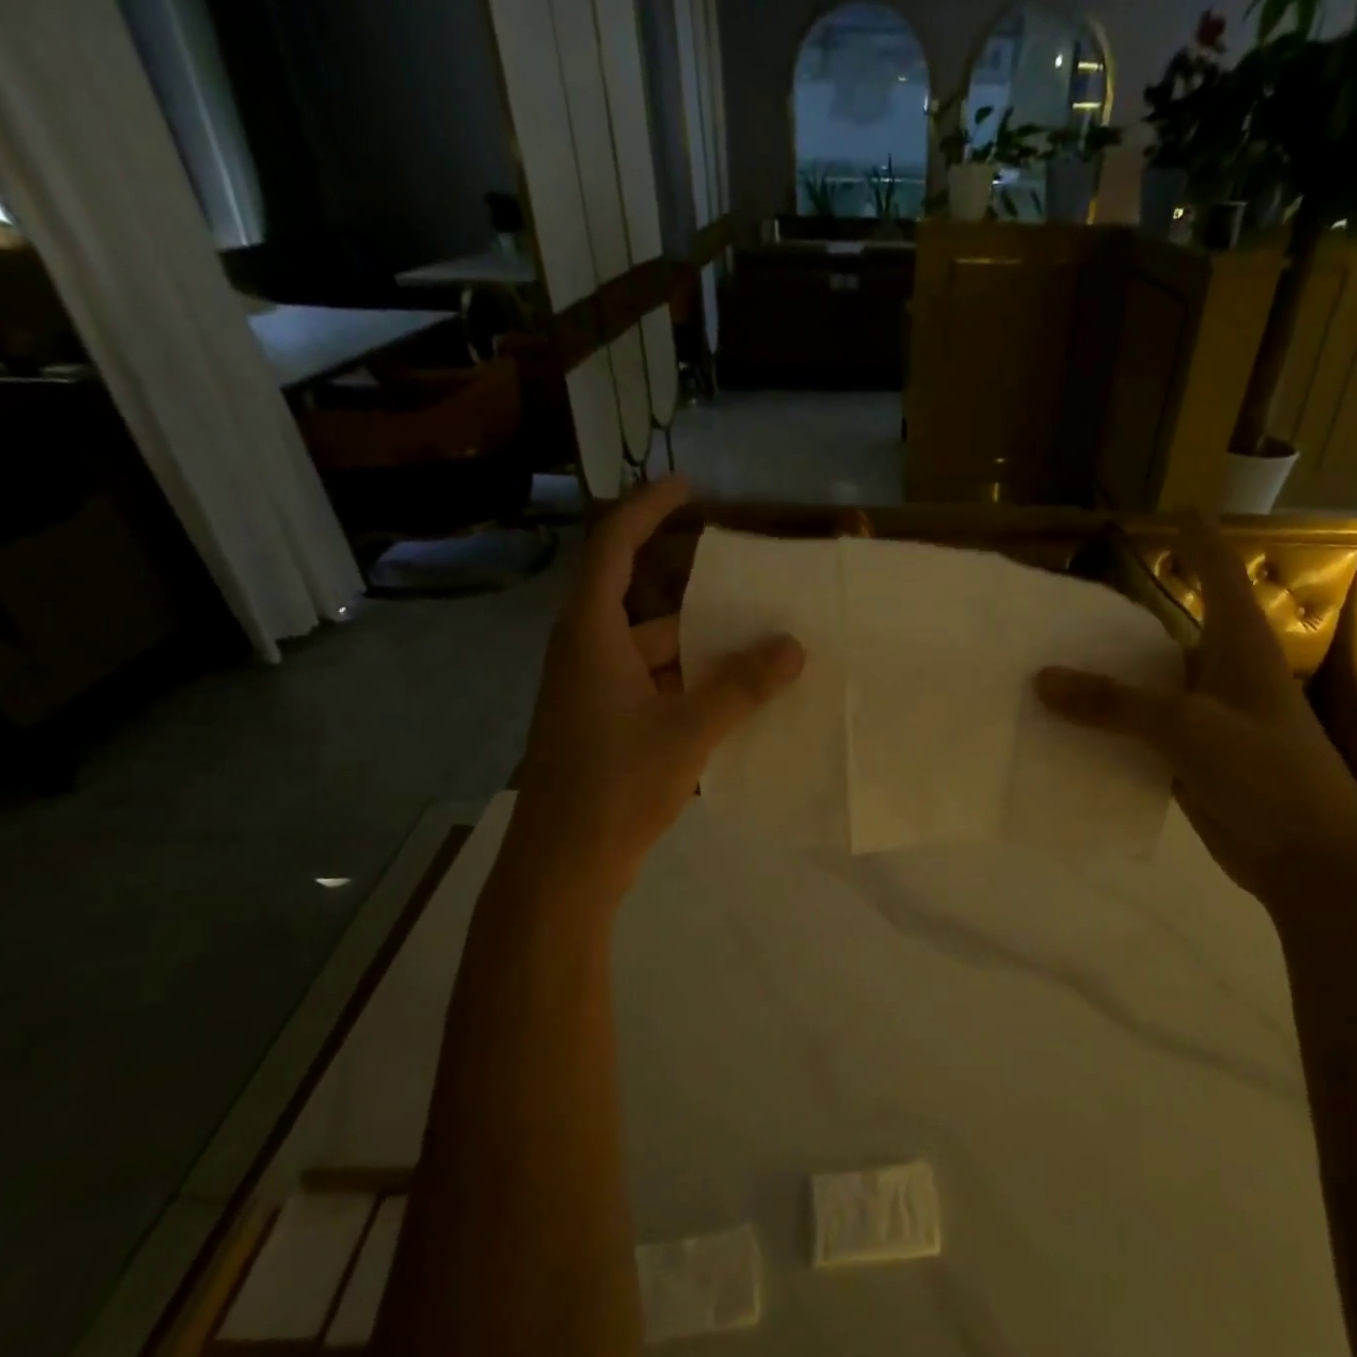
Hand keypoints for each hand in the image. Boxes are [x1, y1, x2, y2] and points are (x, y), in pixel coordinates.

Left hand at [515, 479, 804, 904]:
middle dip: (696, 591)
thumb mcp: (687, 731)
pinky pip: (656, 686)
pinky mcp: (607, 726)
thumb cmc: (615, 786)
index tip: (689, 489)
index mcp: (591, 635)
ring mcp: (595, 693)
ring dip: (702, 646)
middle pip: (643, 601)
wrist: (563, 866)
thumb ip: (740, 687)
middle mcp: (587, 653)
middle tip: (752, 583)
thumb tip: (793, 646)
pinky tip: (738, 697)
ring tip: (761, 643)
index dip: (648, 508)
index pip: (612, 546)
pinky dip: (693, 684)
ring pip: (654, 650)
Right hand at [1036, 513, 1356, 901]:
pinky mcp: (1192, 762)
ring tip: (1048, 669)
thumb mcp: (1187, 728)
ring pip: (1147, 690)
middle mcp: (1223, 676)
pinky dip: (1108, 732)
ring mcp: (1208, 722)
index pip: (1220, 576)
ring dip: (1106, 683)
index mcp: (1240, 649)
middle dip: (1120, 623)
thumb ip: (1113, 704)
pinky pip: (1139, 736)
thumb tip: (1042, 679)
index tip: (1174, 512)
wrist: (1309, 859)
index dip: (1199, 541)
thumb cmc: (1266, 774)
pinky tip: (1067, 732)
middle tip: (1062, 613)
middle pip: (1166, 634)